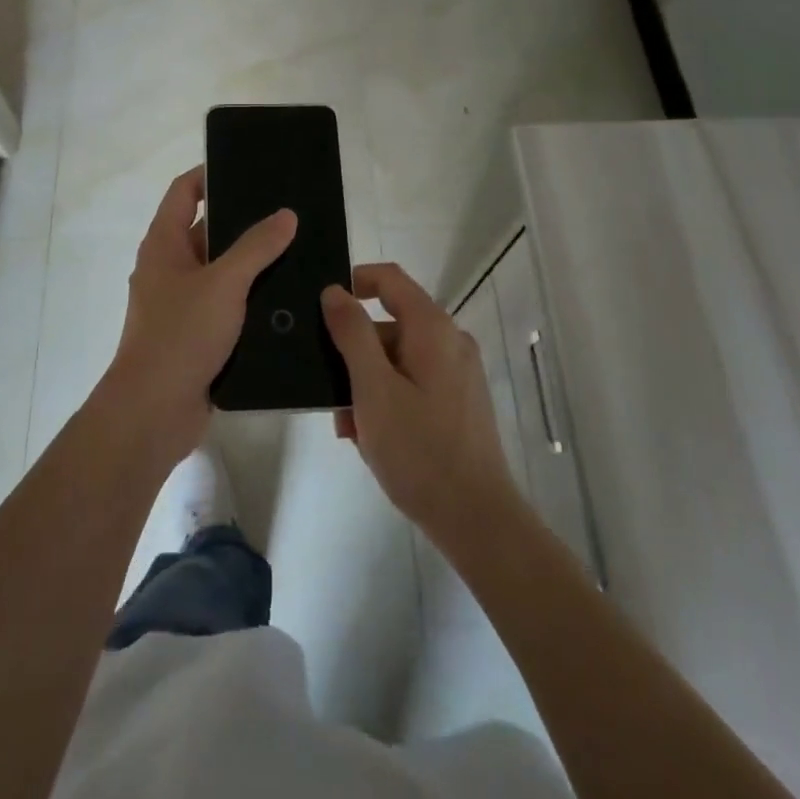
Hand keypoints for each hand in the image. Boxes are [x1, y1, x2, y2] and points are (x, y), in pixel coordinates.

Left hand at [97, 166, 296, 466]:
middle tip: (288, 210)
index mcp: (164, 244)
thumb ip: (256, 247)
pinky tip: (288, 297)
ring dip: (252, 262)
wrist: (153, 412)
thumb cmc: (181, 334)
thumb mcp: (223, 283)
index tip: (247, 166)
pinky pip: (227, 305)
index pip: (184, 192)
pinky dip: (251, 298)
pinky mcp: (197, 335)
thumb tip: (286, 214)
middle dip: (244, 220)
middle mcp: (170, 268)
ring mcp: (182, 303)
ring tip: (299, 249)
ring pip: (222, 271)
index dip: (209, 174)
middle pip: (207, 230)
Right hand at [321, 265, 522, 551]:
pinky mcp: (459, 401)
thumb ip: (351, 333)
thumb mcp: (373, 388)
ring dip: (367, 383)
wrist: (476, 519)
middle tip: (330, 393)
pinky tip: (372, 439)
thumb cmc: (419, 450)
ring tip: (350, 427)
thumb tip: (334, 291)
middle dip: (354, 353)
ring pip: (398, 359)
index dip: (354, 282)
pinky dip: (388, 399)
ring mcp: (458, 373)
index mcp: (432, 328)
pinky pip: (414, 383)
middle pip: (390, 324)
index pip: (389, 279)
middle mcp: (450, 341)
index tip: (322, 309)